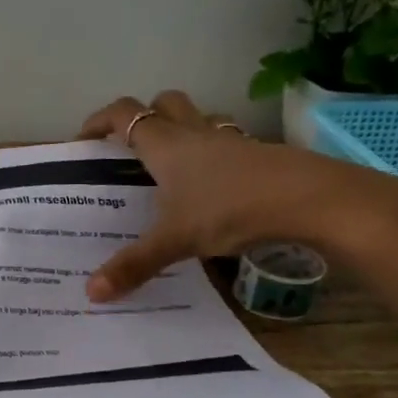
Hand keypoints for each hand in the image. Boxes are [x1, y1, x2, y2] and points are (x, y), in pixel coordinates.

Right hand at [77, 90, 391, 300]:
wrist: (313, 200)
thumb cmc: (231, 209)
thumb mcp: (176, 240)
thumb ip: (134, 265)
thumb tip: (91, 294)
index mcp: (165, 144)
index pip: (123, 115)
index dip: (99, 120)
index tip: (83, 139)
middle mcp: (195, 133)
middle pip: (164, 103)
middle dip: (144, 116)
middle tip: (130, 146)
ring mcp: (231, 141)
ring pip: (199, 119)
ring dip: (182, 130)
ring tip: (171, 165)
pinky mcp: (259, 155)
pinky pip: (226, 143)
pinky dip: (213, 155)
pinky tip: (213, 187)